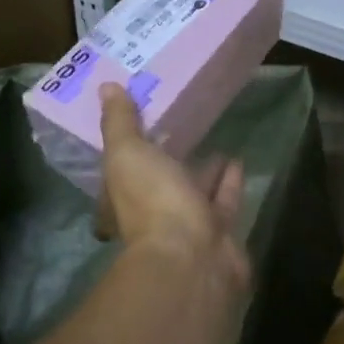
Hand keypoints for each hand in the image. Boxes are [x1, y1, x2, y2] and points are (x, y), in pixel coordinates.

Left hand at [97, 84, 249, 288]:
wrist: (193, 257)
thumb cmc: (152, 202)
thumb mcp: (127, 154)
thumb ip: (119, 122)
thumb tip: (106, 87)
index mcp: (123, 200)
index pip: (122, 171)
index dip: (129, 149)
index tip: (141, 123)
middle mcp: (152, 216)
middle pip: (160, 182)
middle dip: (169, 159)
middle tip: (179, 126)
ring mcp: (187, 227)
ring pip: (194, 191)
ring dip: (202, 170)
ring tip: (213, 138)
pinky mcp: (219, 231)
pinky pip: (223, 200)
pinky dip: (229, 181)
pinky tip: (237, 159)